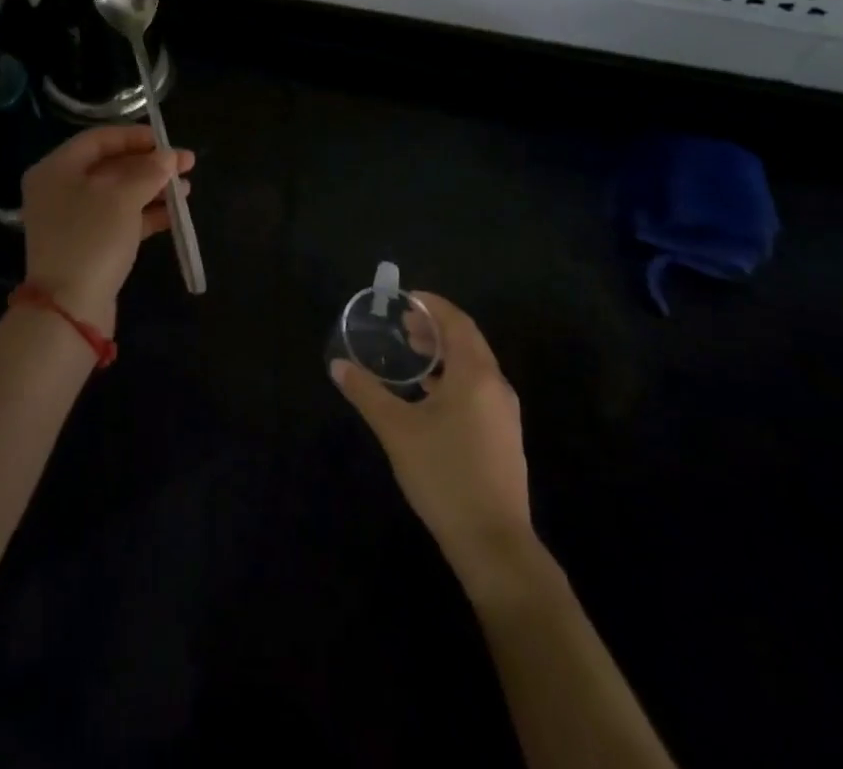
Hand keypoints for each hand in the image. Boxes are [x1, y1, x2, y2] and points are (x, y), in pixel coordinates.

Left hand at [21, 126, 193, 333]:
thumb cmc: (92, 238)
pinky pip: (118, 219)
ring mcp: (72, 219)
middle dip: (150, 165)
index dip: (135, 137)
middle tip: (187, 165)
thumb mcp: (123, 197)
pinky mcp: (86, 245)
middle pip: (110, 166)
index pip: (99, 139)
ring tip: (187, 189)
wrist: (69, 309)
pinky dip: (145, 214)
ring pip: (118, 194)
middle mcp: (59, 189)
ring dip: (152, 189)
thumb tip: (168, 157)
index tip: (168, 142)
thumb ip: (148, 172)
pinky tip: (174, 214)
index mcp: (56, 168)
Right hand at [332, 292, 537, 593]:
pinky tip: (428, 396)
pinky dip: (453, 377)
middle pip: (467, 341)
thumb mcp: (396, 430)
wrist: (494, 545)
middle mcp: (496, 387)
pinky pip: (478, 389)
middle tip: (402, 326)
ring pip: (474, 366)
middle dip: (435, 328)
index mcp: (475, 375)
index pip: (457, 322)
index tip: (404, 299)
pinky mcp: (503, 437)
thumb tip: (338, 365)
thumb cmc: (444, 476)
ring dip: (444, 354)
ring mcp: (504, 414)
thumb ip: (366, 392)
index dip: (432, 305)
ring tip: (412, 356)